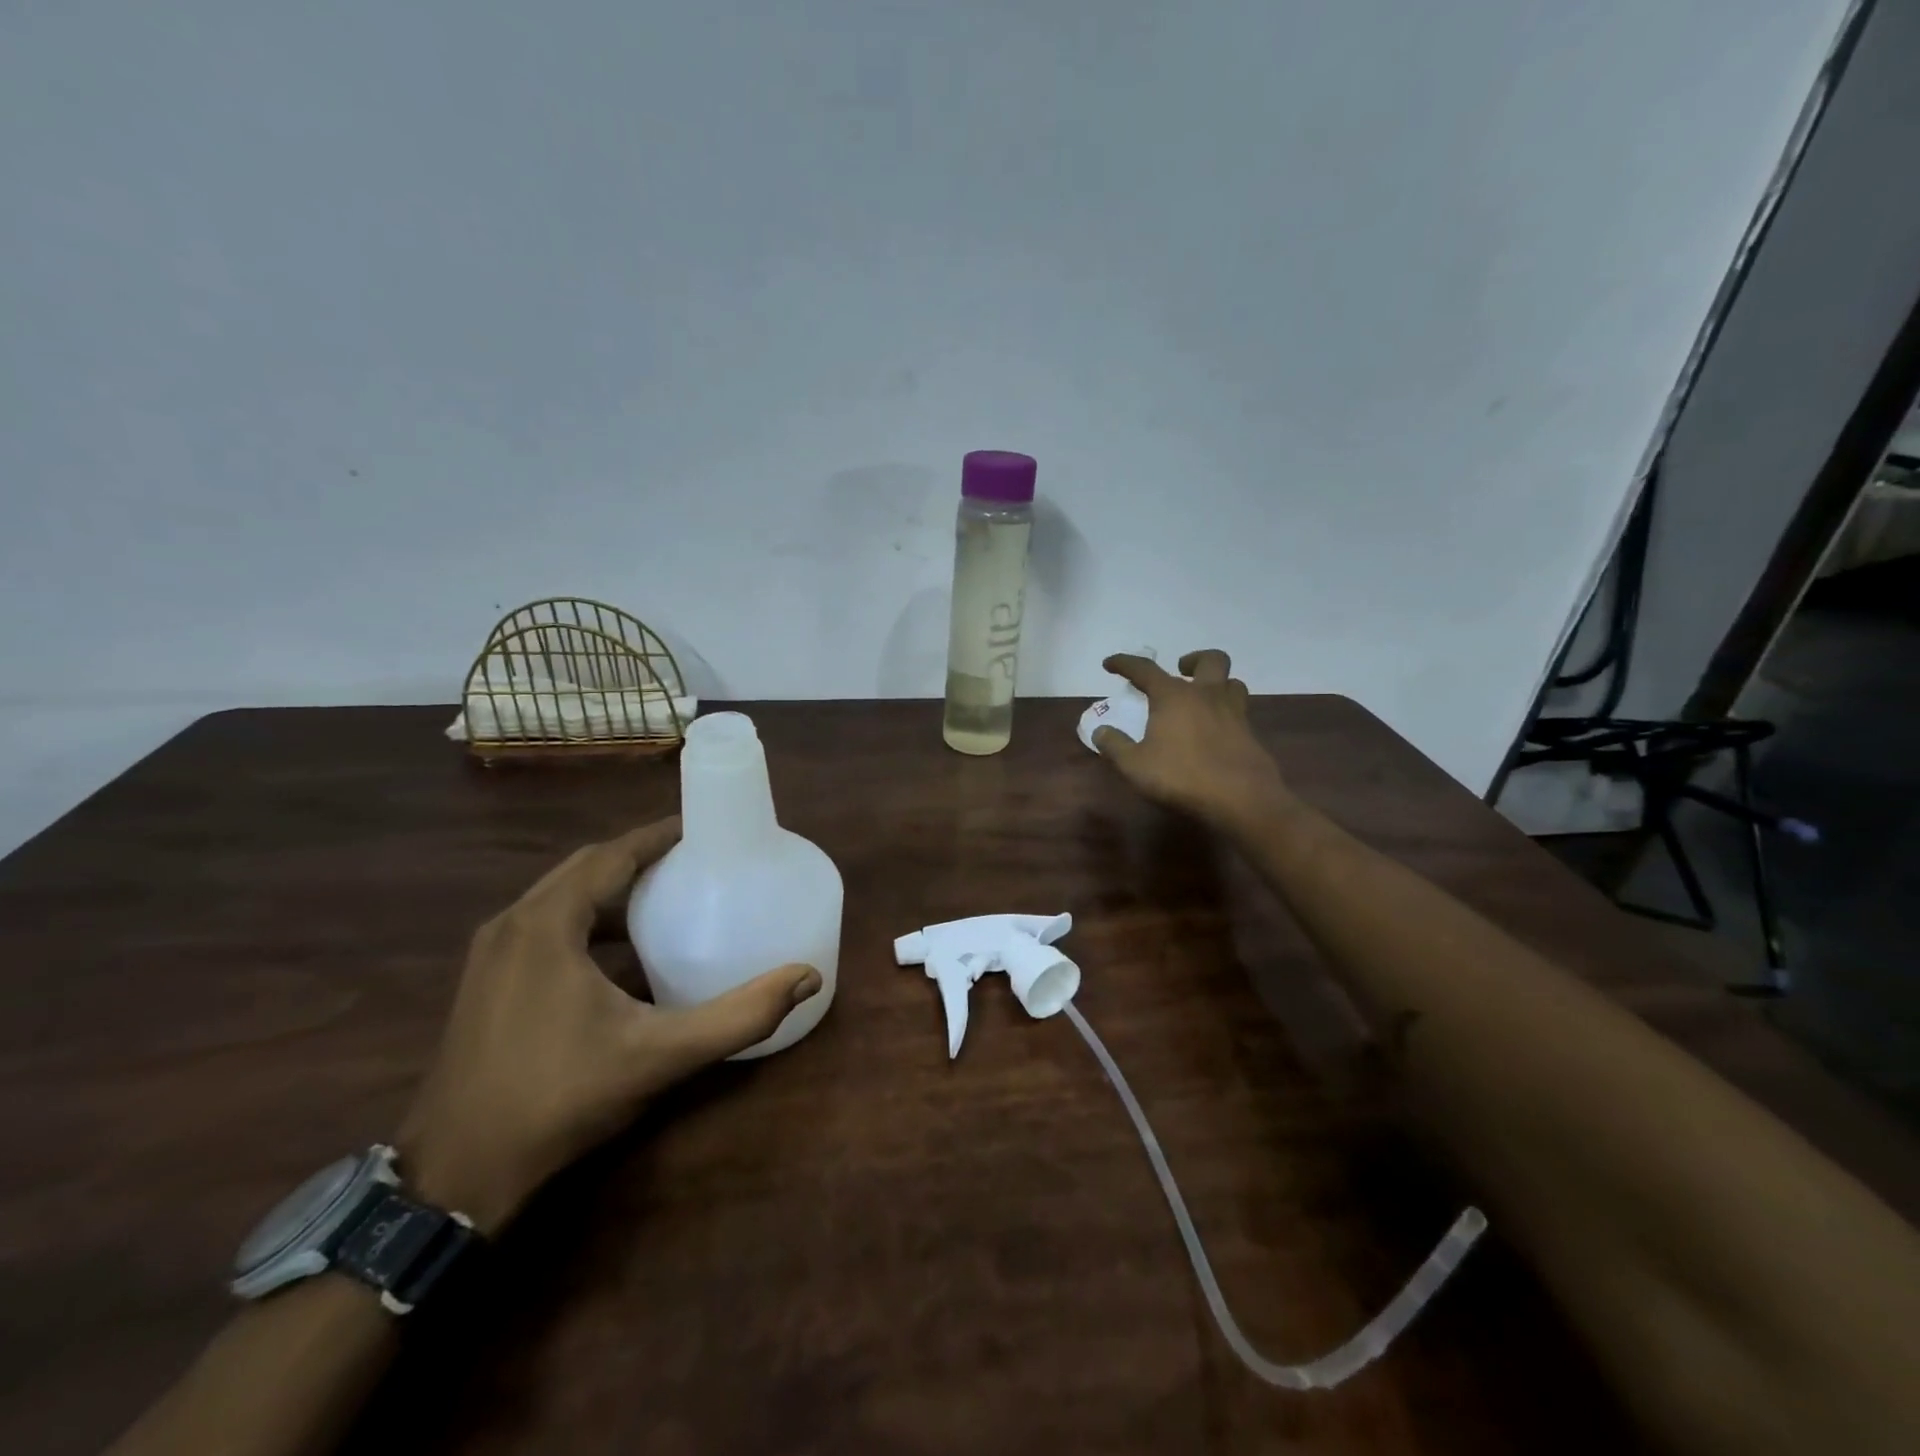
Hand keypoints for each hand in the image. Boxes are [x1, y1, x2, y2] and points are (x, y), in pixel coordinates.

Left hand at [396, 818, 820, 1233]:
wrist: (456, 1179)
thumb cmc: (560, 1099)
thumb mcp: (661, 1055)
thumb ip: (739, 1015)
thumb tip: (807, 976)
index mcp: (546, 924)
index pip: (611, 856)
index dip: (658, 836)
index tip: (703, 829)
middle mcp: (512, 925)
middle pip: (585, 868)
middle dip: (639, 857)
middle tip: (693, 859)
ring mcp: (490, 955)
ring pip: (560, 897)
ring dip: (611, 888)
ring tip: (665, 895)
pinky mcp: (484, 983)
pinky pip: (544, 925)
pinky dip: (587, 920)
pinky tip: (622, 954)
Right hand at [1091, 649, 1291, 833]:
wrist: (1241, 798)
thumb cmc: (1181, 776)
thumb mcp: (1135, 765)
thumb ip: (1115, 746)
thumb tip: (1100, 731)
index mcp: (1173, 696)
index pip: (1145, 669)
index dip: (1124, 663)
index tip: (1110, 663)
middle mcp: (1206, 695)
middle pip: (1210, 660)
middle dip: (1193, 660)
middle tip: (1181, 671)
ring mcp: (1234, 713)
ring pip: (1232, 683)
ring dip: (1217, 683)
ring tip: (1202, 699)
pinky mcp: (1251, 735)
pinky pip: (1240, 712)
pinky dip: (1226, 713)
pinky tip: (1216, 732)